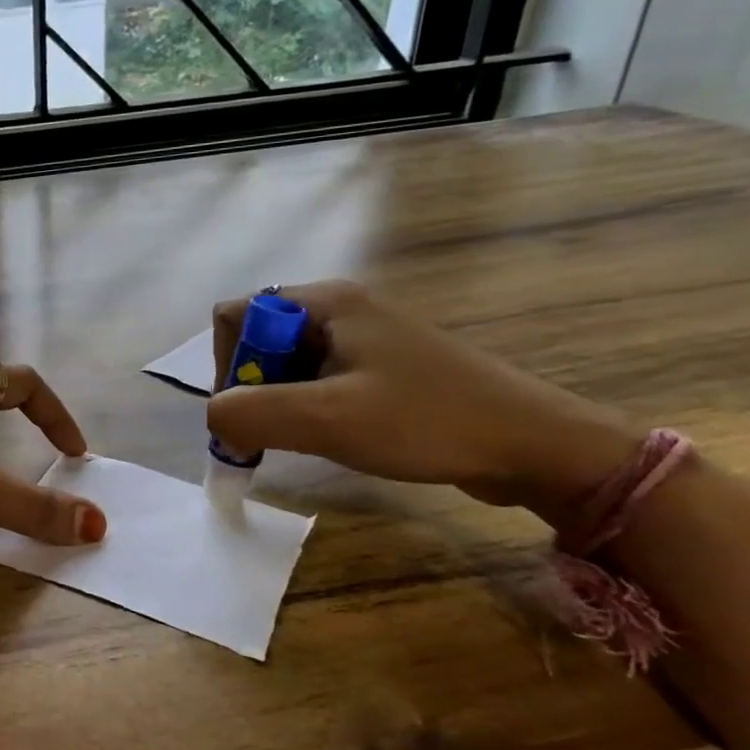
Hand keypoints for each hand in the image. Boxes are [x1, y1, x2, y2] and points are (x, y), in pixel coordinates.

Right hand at [206, 282, 641, 527]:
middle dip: (251, 389)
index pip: (235, 316)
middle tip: (270, 435)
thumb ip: (250, 413)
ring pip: (286, 364)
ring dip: (278, 404)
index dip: (227, 364)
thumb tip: (215, 418)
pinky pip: (318, 381)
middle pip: (258, 340)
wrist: (534, 446)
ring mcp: (364, 339)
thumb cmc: (426, 421)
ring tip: (303, 440)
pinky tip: (331, 438)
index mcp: (325, 303)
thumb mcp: (326, 419)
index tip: (247, 412)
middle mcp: (341, 310)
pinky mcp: (383, 369)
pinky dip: (306, 410)